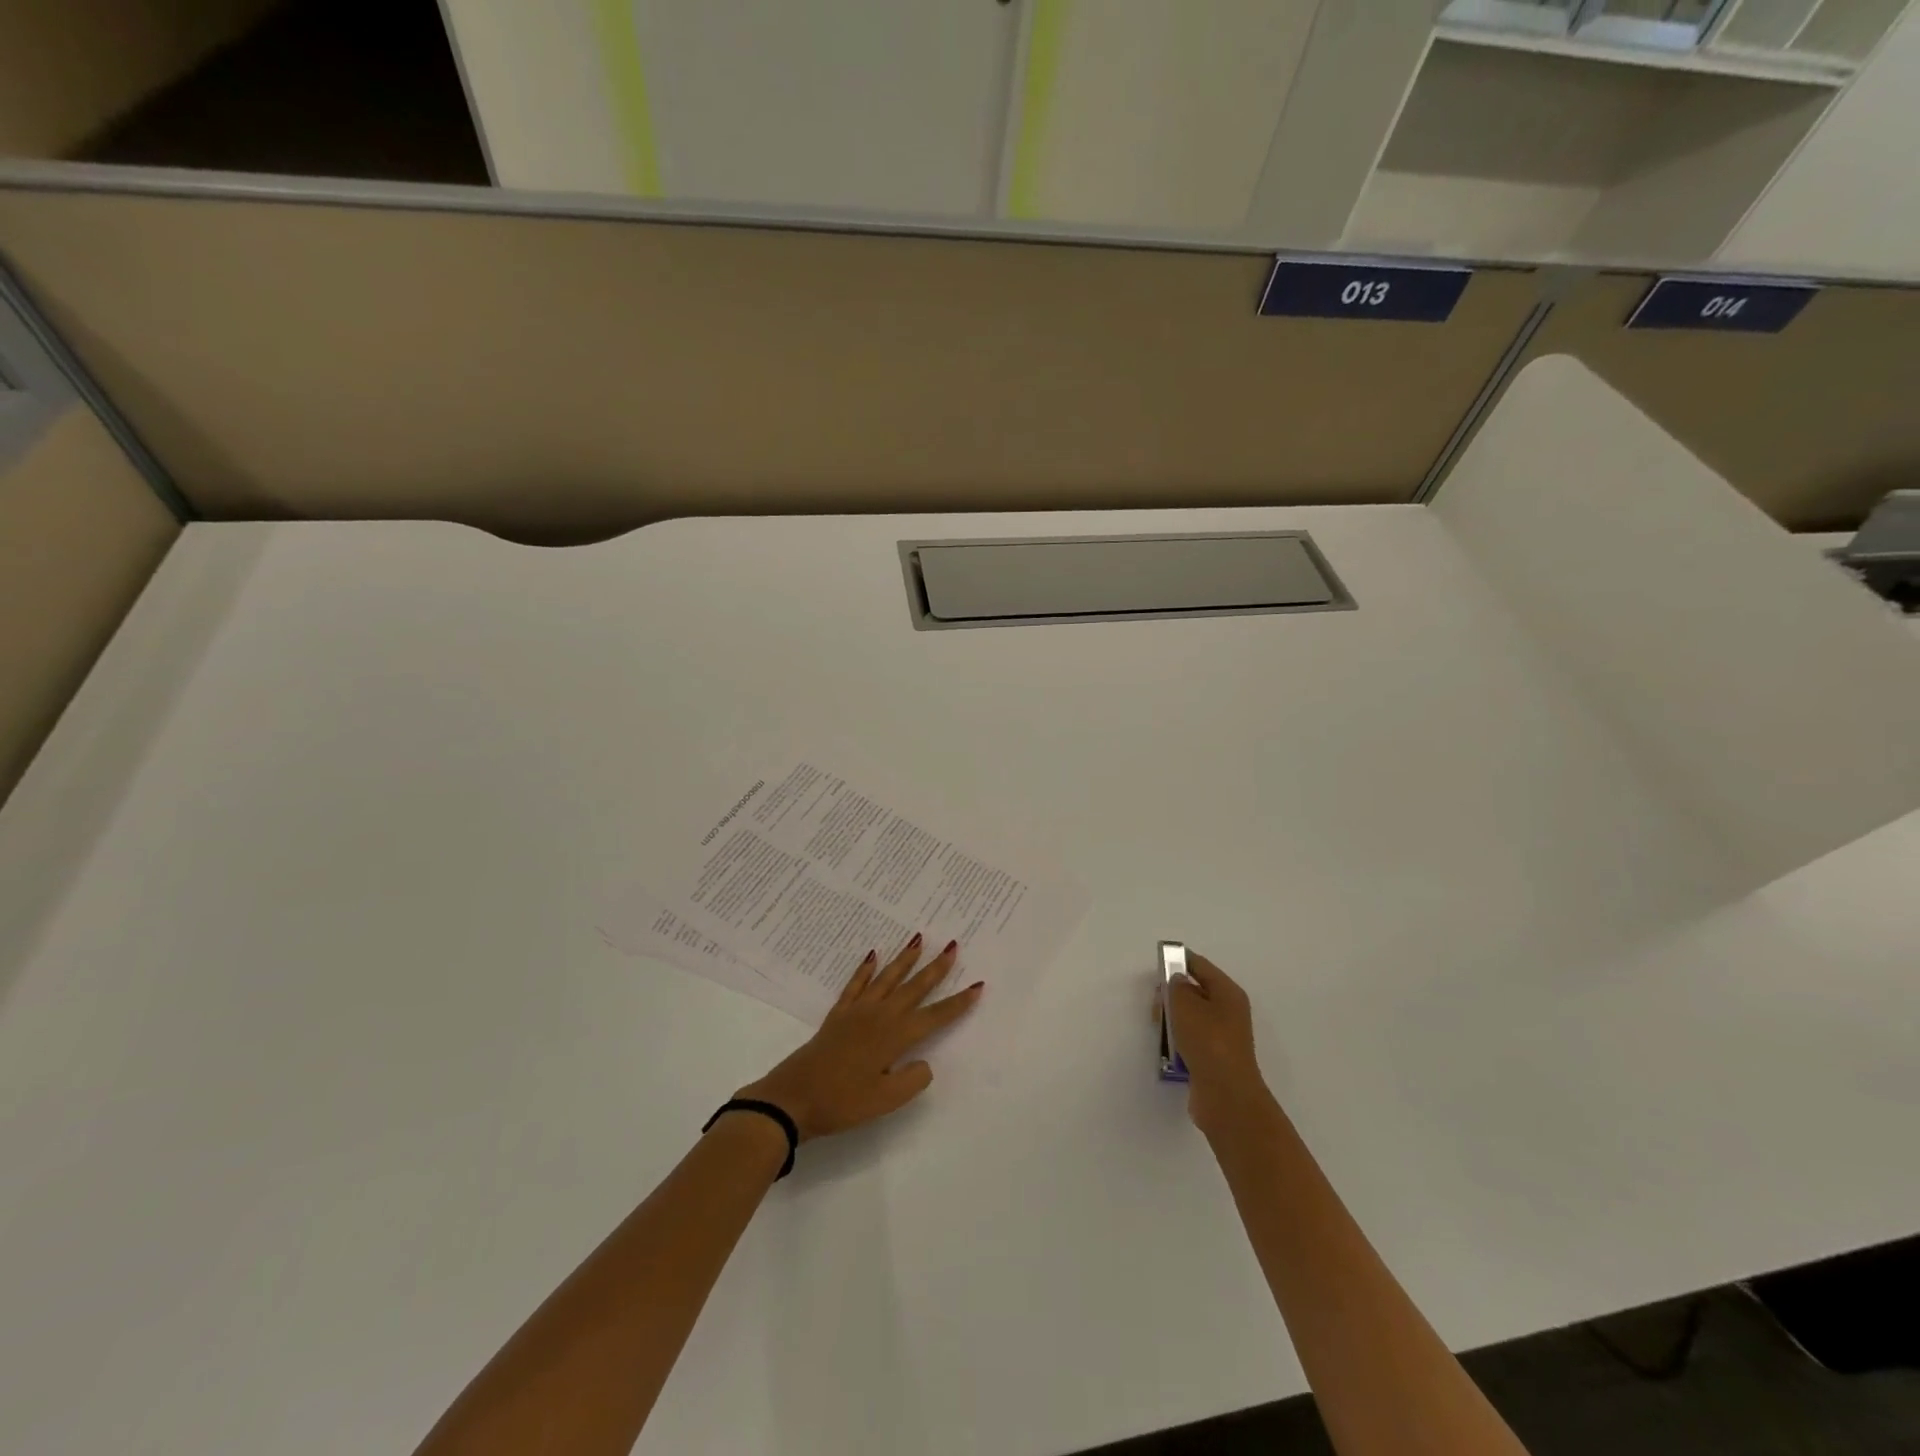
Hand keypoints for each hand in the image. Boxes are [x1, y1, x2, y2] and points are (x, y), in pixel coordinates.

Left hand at [736, 936, 983, 1141]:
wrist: (794, 1098)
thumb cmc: (843, 1102)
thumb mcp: (885, 1100)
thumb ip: (912, 1080)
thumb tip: (924, 1063)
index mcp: (896, 1037)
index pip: (935, 1016)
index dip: (958, 1003)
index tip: (977, 985)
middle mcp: (880, 1016)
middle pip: (914, 987)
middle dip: (936, 968)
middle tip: (953, 946)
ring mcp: (858, 1012)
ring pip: (888, 978)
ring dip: (905, 958)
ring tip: (919, 939)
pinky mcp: (838, 1014)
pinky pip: (856, 984)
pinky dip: (866, 969)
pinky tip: (873, 955)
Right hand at [1164, 952, 1271, 1134]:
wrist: (1225, 1095)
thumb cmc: (1207, 1041)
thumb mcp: (1185, 1005)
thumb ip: (1176, 986)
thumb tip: (1177, 982)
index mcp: (1228, 992)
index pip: (1200, 965)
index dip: (1178, 960)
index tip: (1156, 962)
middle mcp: (1229, 1011)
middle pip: (1196, 991)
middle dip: (1172, 993)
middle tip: (1155, 1001)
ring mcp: (1222, 1036)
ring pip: (1191, 1016)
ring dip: (1173, 1018)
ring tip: (1159, 1026)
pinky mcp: (1214, 1057)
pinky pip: (1192, 1038)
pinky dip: (1179, 1039)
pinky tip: (1168, 1047)